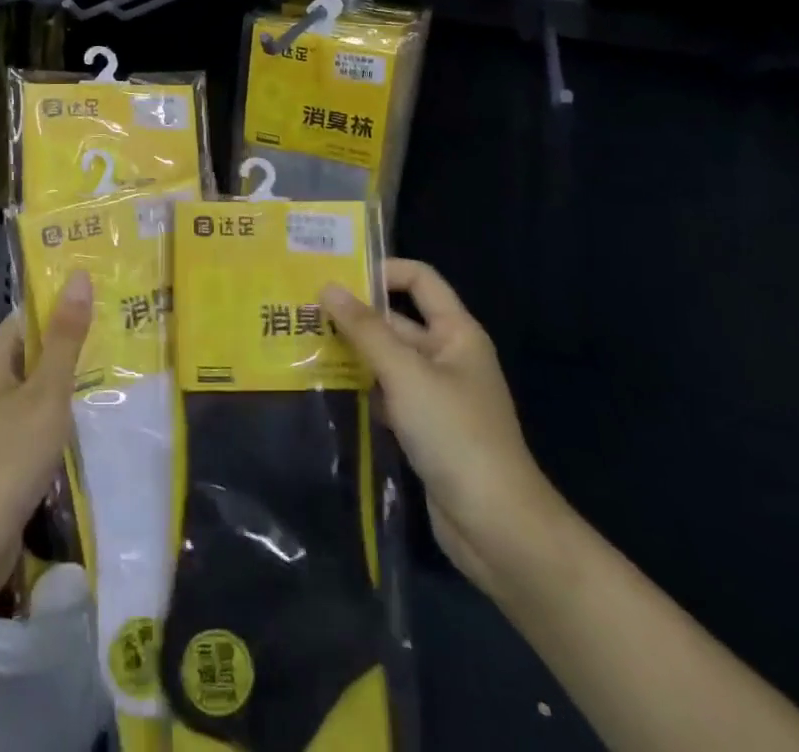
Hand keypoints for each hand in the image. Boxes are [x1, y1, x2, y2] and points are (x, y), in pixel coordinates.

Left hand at [0, 271, 92, 598]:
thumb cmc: (8, 455)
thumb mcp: (45, 391)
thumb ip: (66, 337)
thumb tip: (79, 276)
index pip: (31, 312)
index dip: (66, 302)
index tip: (108, 294)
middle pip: (38, 347)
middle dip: (76, 341)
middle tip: (126, 329)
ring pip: (41, 385)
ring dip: (74, 379)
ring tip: (123, 366)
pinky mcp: (6, 450)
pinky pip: (40, 417)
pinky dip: (64, 413)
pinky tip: (97, 415)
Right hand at [322, 259, 565, 594]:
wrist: (497, 527)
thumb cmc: (455, 434)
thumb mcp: (406, 374)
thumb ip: (365, 330)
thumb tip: (327, 287)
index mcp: (456, 332)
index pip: (419, 280)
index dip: (382, 271)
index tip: (336, 276)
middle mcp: (447, 355)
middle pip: (396, 320)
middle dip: (354, 315)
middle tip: (302, 310)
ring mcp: (435, 394)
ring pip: (387, 358)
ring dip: (351, 352)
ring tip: (301, 343)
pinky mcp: (423, 427)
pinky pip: (386, 392)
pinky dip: (359, 387)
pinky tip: (323, 386)